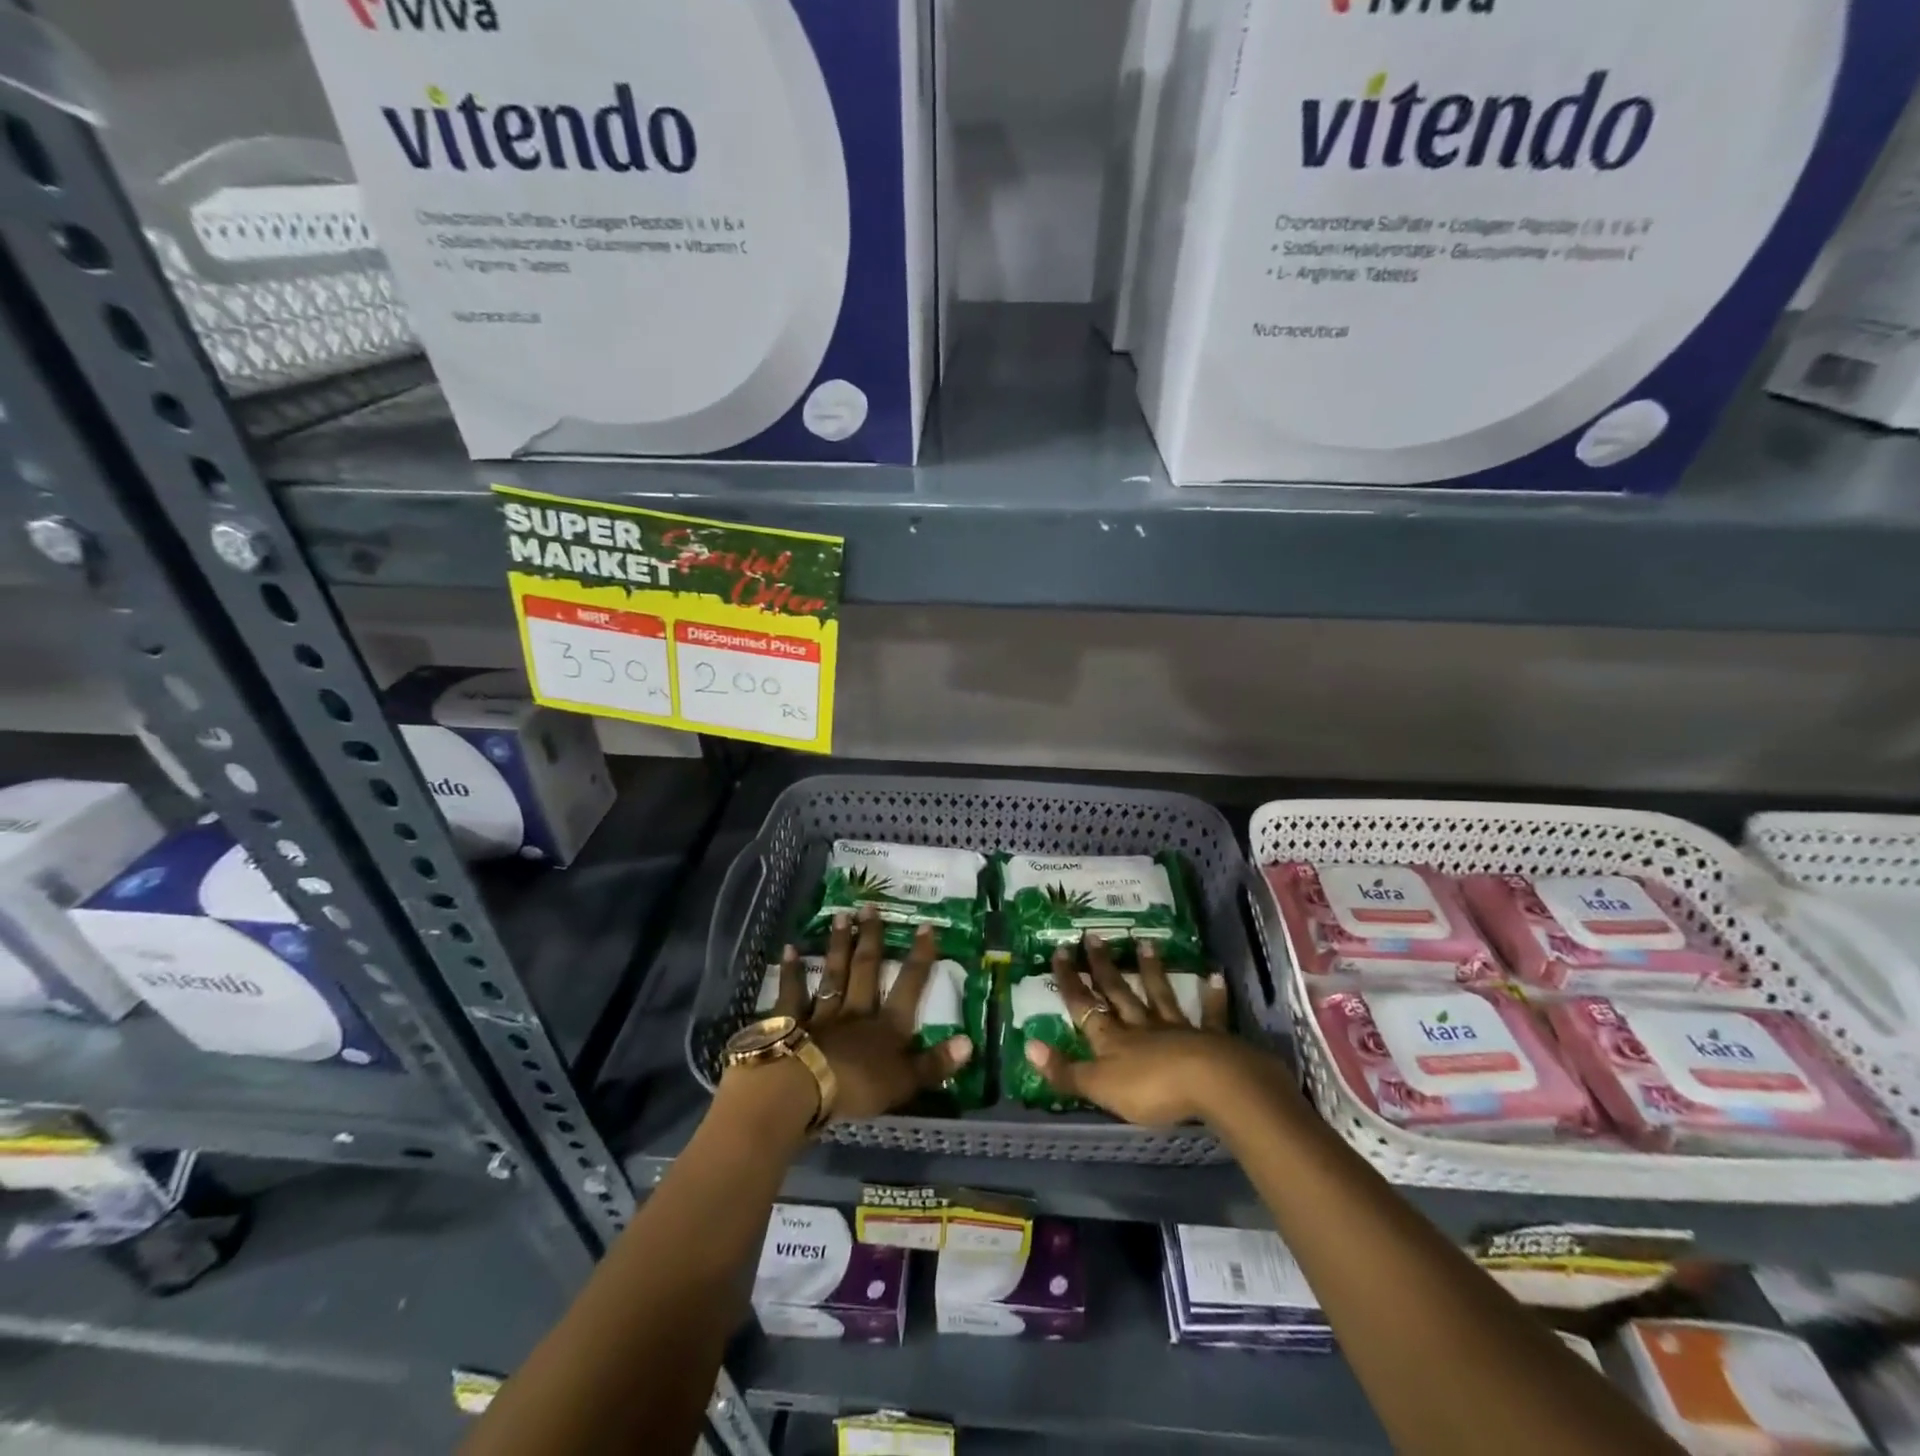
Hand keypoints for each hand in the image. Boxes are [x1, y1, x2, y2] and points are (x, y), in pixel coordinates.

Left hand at [765, 908, 972, 1121]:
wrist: (804, 1088)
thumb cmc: (858, 1088)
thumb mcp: (905, 1083)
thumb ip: (935, 1064)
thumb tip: (970, 1042)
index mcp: (887, 1027)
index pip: (909, 985)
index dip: (919, 957)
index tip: (925, 926)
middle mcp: (857, 1011)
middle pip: (866, 969)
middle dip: (871, 938)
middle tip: (870, 907)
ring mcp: (822, 1013)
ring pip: (834, 974)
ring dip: (838, 945)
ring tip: (841, 916)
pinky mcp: (790, 1022)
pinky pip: (792, 993)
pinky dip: (791, 972)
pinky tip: (789, 949)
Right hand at [1023, 935, 1266, 1125]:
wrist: (1208, 1084)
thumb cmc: (1150, 1089)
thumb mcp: (1099, 1087)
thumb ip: (1065, 1071)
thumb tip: (1028, 1045)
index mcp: (1112, 1040)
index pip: (1084, 1006)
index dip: (1070, 982)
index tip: (1060, 951)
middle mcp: (1140, 1027)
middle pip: (1118, 993)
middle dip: (1103, 966)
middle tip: (1093, 936)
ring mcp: (1175, 1029)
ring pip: (1159, 995)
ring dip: (1151, 970)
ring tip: (1145, 942)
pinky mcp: (1209, 1038)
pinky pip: (1209, 1014)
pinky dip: (1212, 996)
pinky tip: (1215, 975)